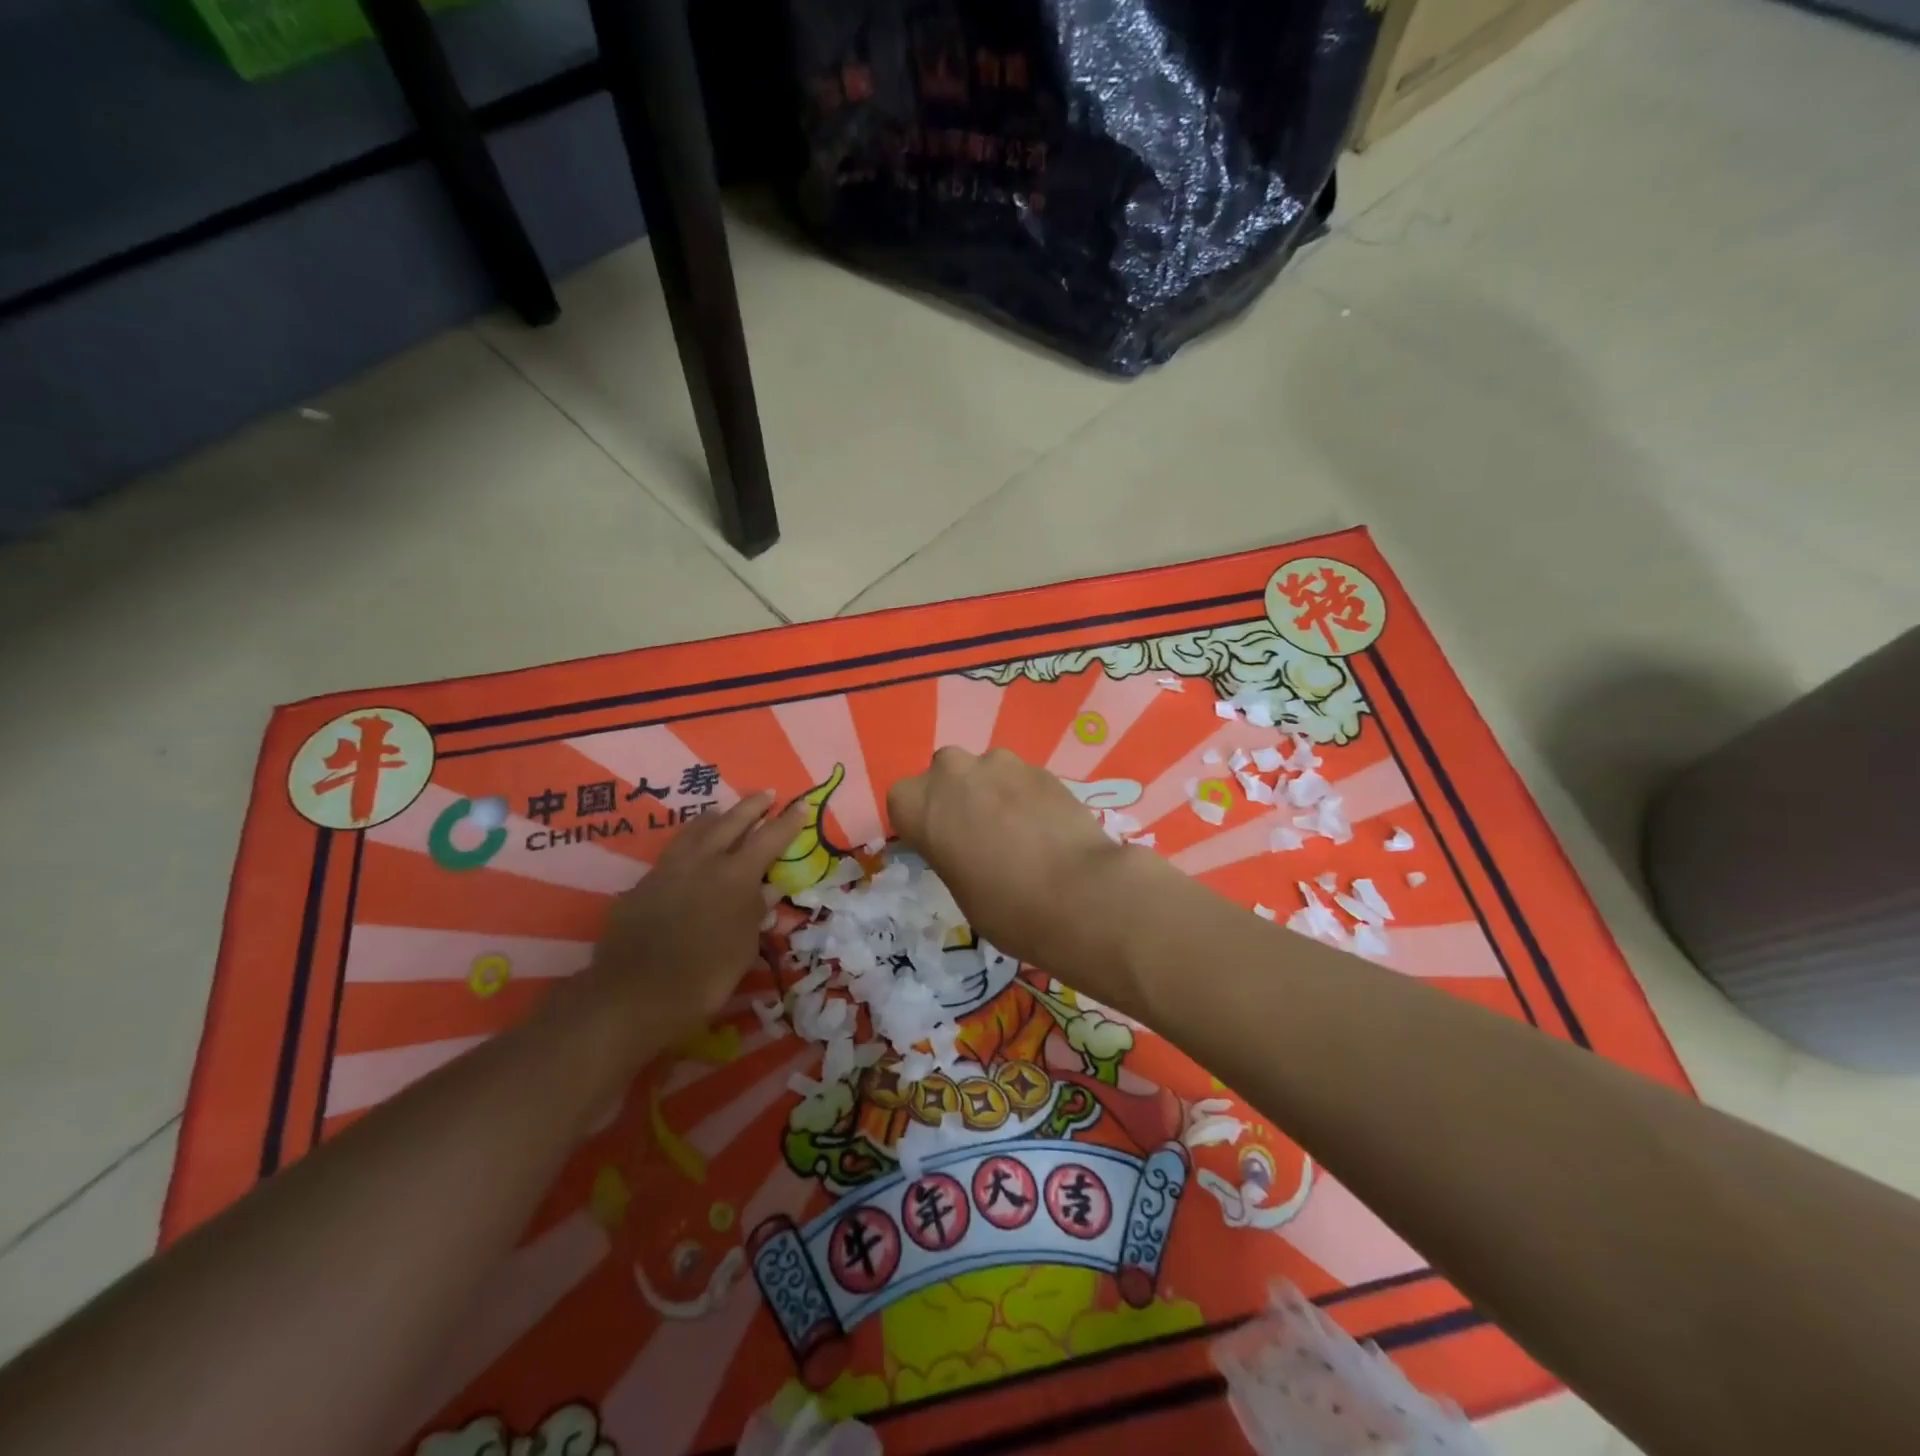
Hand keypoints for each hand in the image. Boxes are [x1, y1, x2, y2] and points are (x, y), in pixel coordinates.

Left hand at [580, 790, 806, 1055]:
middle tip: (767, 794)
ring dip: (715, 819)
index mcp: (736, 876)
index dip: (788, 821)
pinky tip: (688, 860)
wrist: (635, 996)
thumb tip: (768, 891)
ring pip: (695, 830)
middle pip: (731, 822)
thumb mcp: (744, 947)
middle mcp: (703, 862)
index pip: (770, 838)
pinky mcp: (642, 885)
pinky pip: (670, 856)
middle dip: (752, 806)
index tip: (801, 805)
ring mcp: (668, 870)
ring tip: (724, 814)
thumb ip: (755, 912)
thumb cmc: (705, 976)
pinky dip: (687, 849)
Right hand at [886, 748, 1156, 989]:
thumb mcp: (958, 885)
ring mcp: (999, 763)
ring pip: (986, 772)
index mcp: (917, 802)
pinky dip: (1026, 797)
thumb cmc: (1003, 907)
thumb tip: (968, 843)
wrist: (1077, 894)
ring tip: (1018, 833)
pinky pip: (1021, 779)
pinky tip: (1046, 829)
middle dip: (958, 798)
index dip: (923, 822)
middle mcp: (951, 771)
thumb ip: (950, 849)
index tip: (940, 845)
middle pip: (944, 775)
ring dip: (994, 793)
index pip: (904, 802)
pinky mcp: (1040, 767)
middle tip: (978, 835)